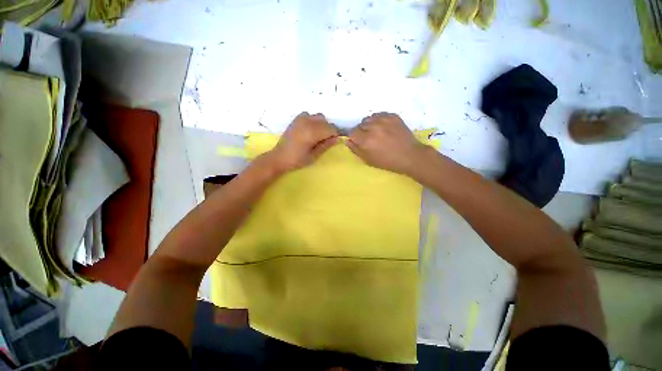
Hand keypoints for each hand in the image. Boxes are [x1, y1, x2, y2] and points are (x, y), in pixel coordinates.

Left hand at [265, 112, 338, 173]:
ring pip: (319, 116)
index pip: (331, 129)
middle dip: (329, 130)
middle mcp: (308, 122)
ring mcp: (301, 119)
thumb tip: (338, 139)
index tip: (335, 141)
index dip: (336, 134)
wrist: (279, 157)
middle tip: (327, 140)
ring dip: (322, 124)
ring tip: (319, 134)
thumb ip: (326, 145)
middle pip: (326, 122)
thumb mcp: (314, 155)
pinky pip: (308, 114)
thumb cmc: (297, 160)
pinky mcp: (296, 119)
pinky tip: (310, 128)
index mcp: (312, 132)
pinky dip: (312, 120)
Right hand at [347, 112, 427, 174]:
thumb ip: (355, 150)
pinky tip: (384, 127)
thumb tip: (348, 141)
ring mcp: (384, 120)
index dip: (355, 138)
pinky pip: (379, 114)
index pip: (352, 132)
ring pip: (369, 118)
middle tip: (369, 138)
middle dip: (362, 131)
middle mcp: (373, 127)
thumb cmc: (387, 161)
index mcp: (366, 140)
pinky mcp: (393, 116)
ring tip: (377, 131)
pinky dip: (379, 120)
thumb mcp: (368, 160)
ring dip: (370, 124)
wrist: (410, 156)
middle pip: (360, 124)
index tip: (359, 141)